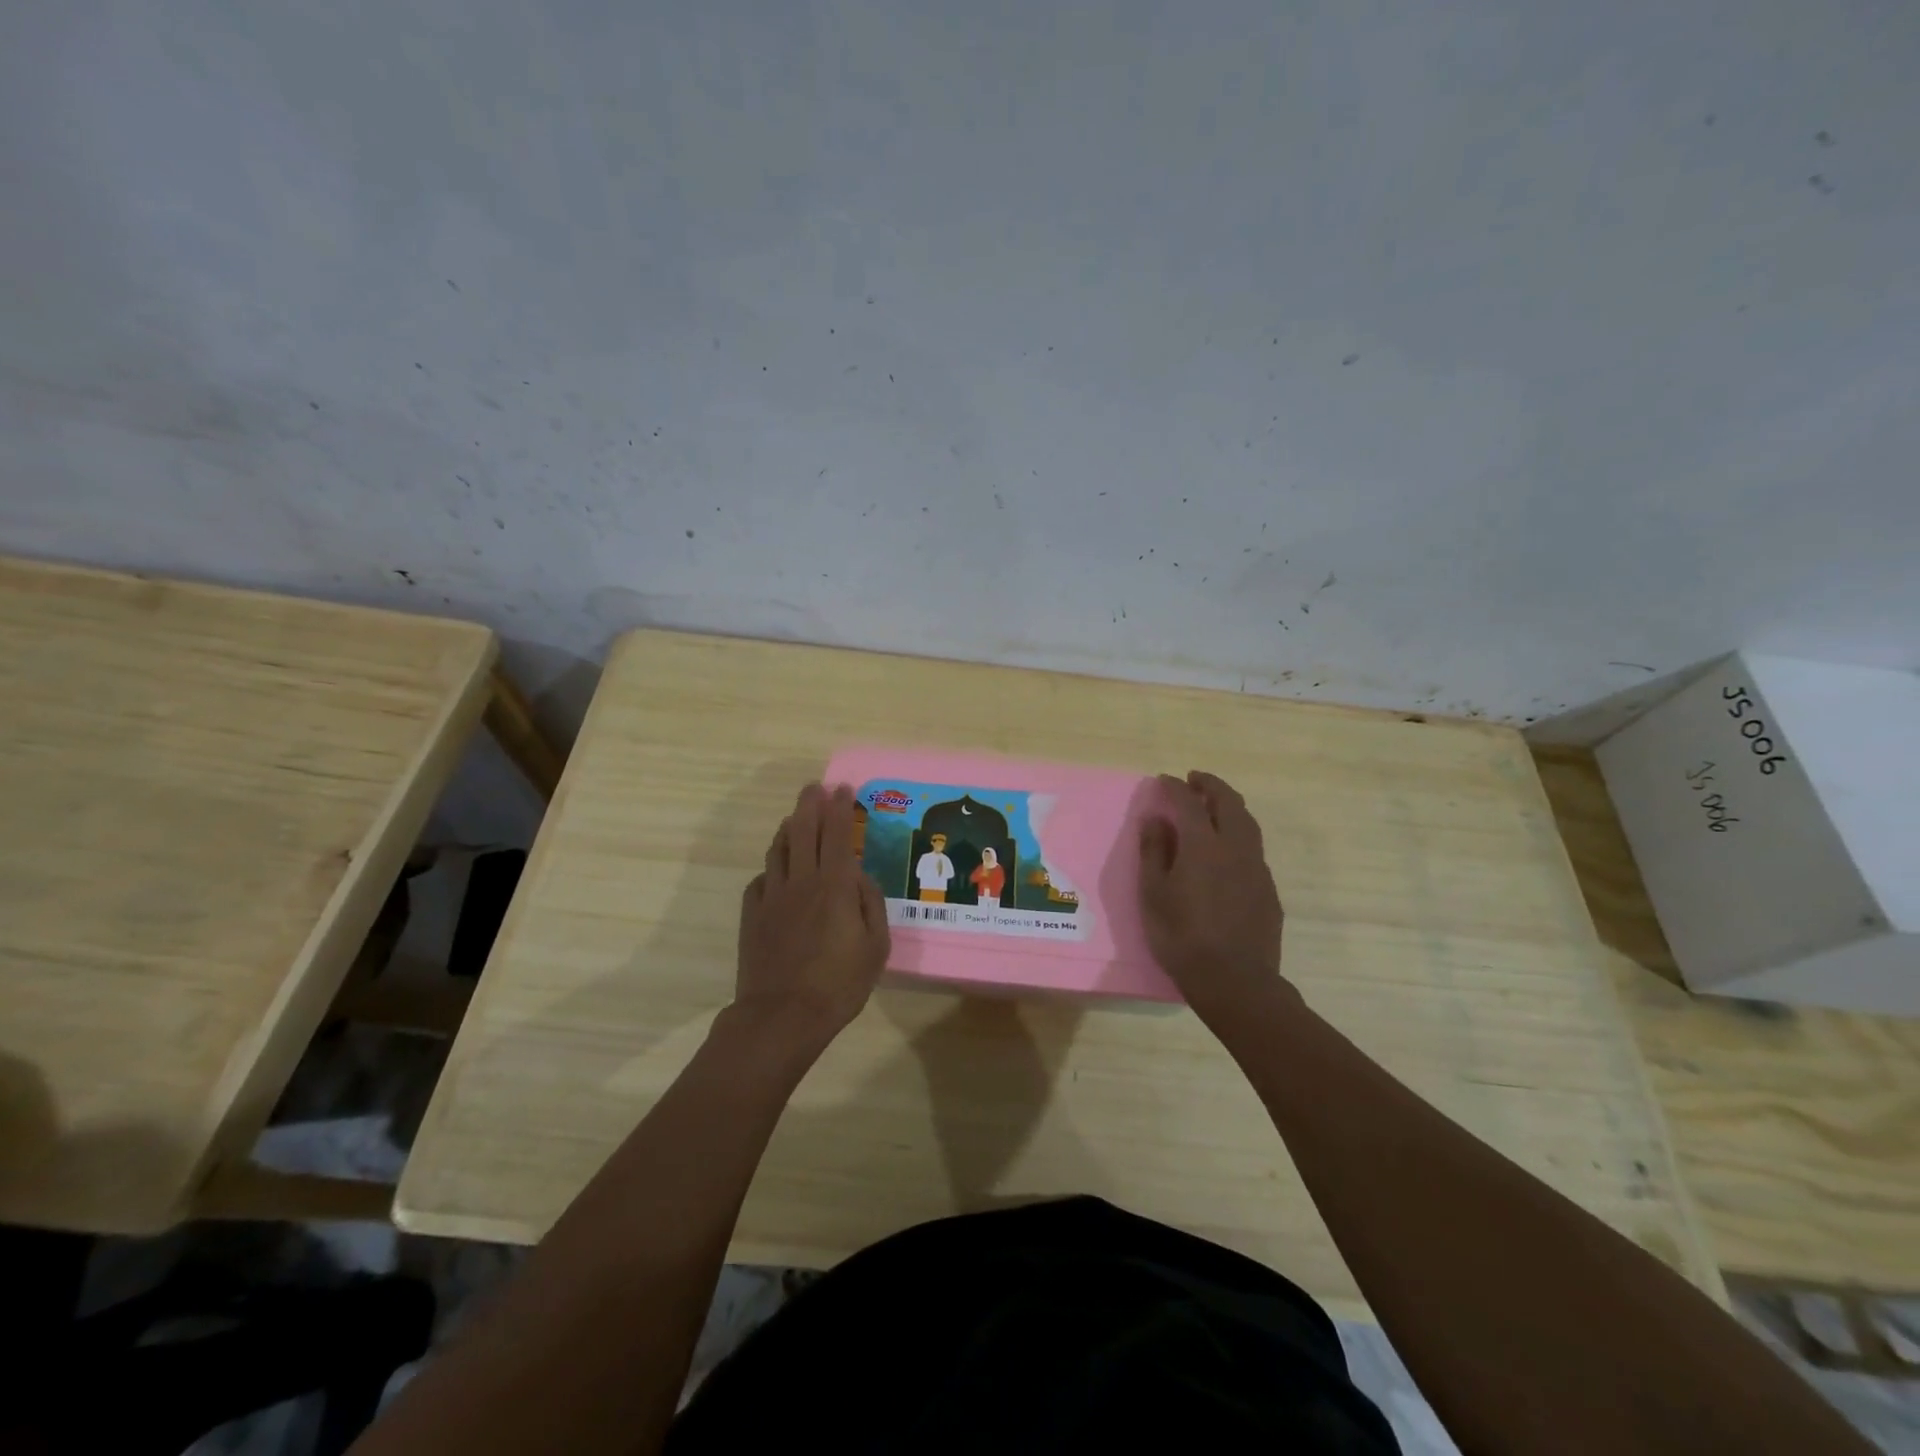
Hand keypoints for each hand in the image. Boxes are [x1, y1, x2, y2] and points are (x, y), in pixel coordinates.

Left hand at [733, 782, 890, 1053]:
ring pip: (777, 849)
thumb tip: (860, 876)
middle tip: (814, 788)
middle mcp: (801, 880)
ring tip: (795, 819)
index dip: (840, 807)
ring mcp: (772, 896)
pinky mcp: (752, 914)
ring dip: (788, 828)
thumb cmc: (839, 984)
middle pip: (802, 829)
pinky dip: (771, 867)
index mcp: (835, 886)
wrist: (782, 1016)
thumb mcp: (875, 947)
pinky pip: (761, 879)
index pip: (837, 833)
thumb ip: (871, 903)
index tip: (842, 788)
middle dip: (810, 803)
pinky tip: (776, 871)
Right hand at [1139, 770, 1287, 1023]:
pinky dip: (1239, 835)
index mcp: (1203, 845)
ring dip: (1229, 807)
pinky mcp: (1268, 890)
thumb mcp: (1153, 894)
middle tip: (1195, 780)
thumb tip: (1156, 819)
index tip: (1164, 780)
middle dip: (1211, 785)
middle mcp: (1235, 848)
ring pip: (1248, 824)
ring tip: (1214, 807)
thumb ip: (1154, 851)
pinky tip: (1227, 851)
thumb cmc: (1182, 937)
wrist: (1235, 982)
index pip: (1189, 802)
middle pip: (1229, 803)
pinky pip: (1253, 849)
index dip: (1175, 787)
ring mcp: (1257, 869)